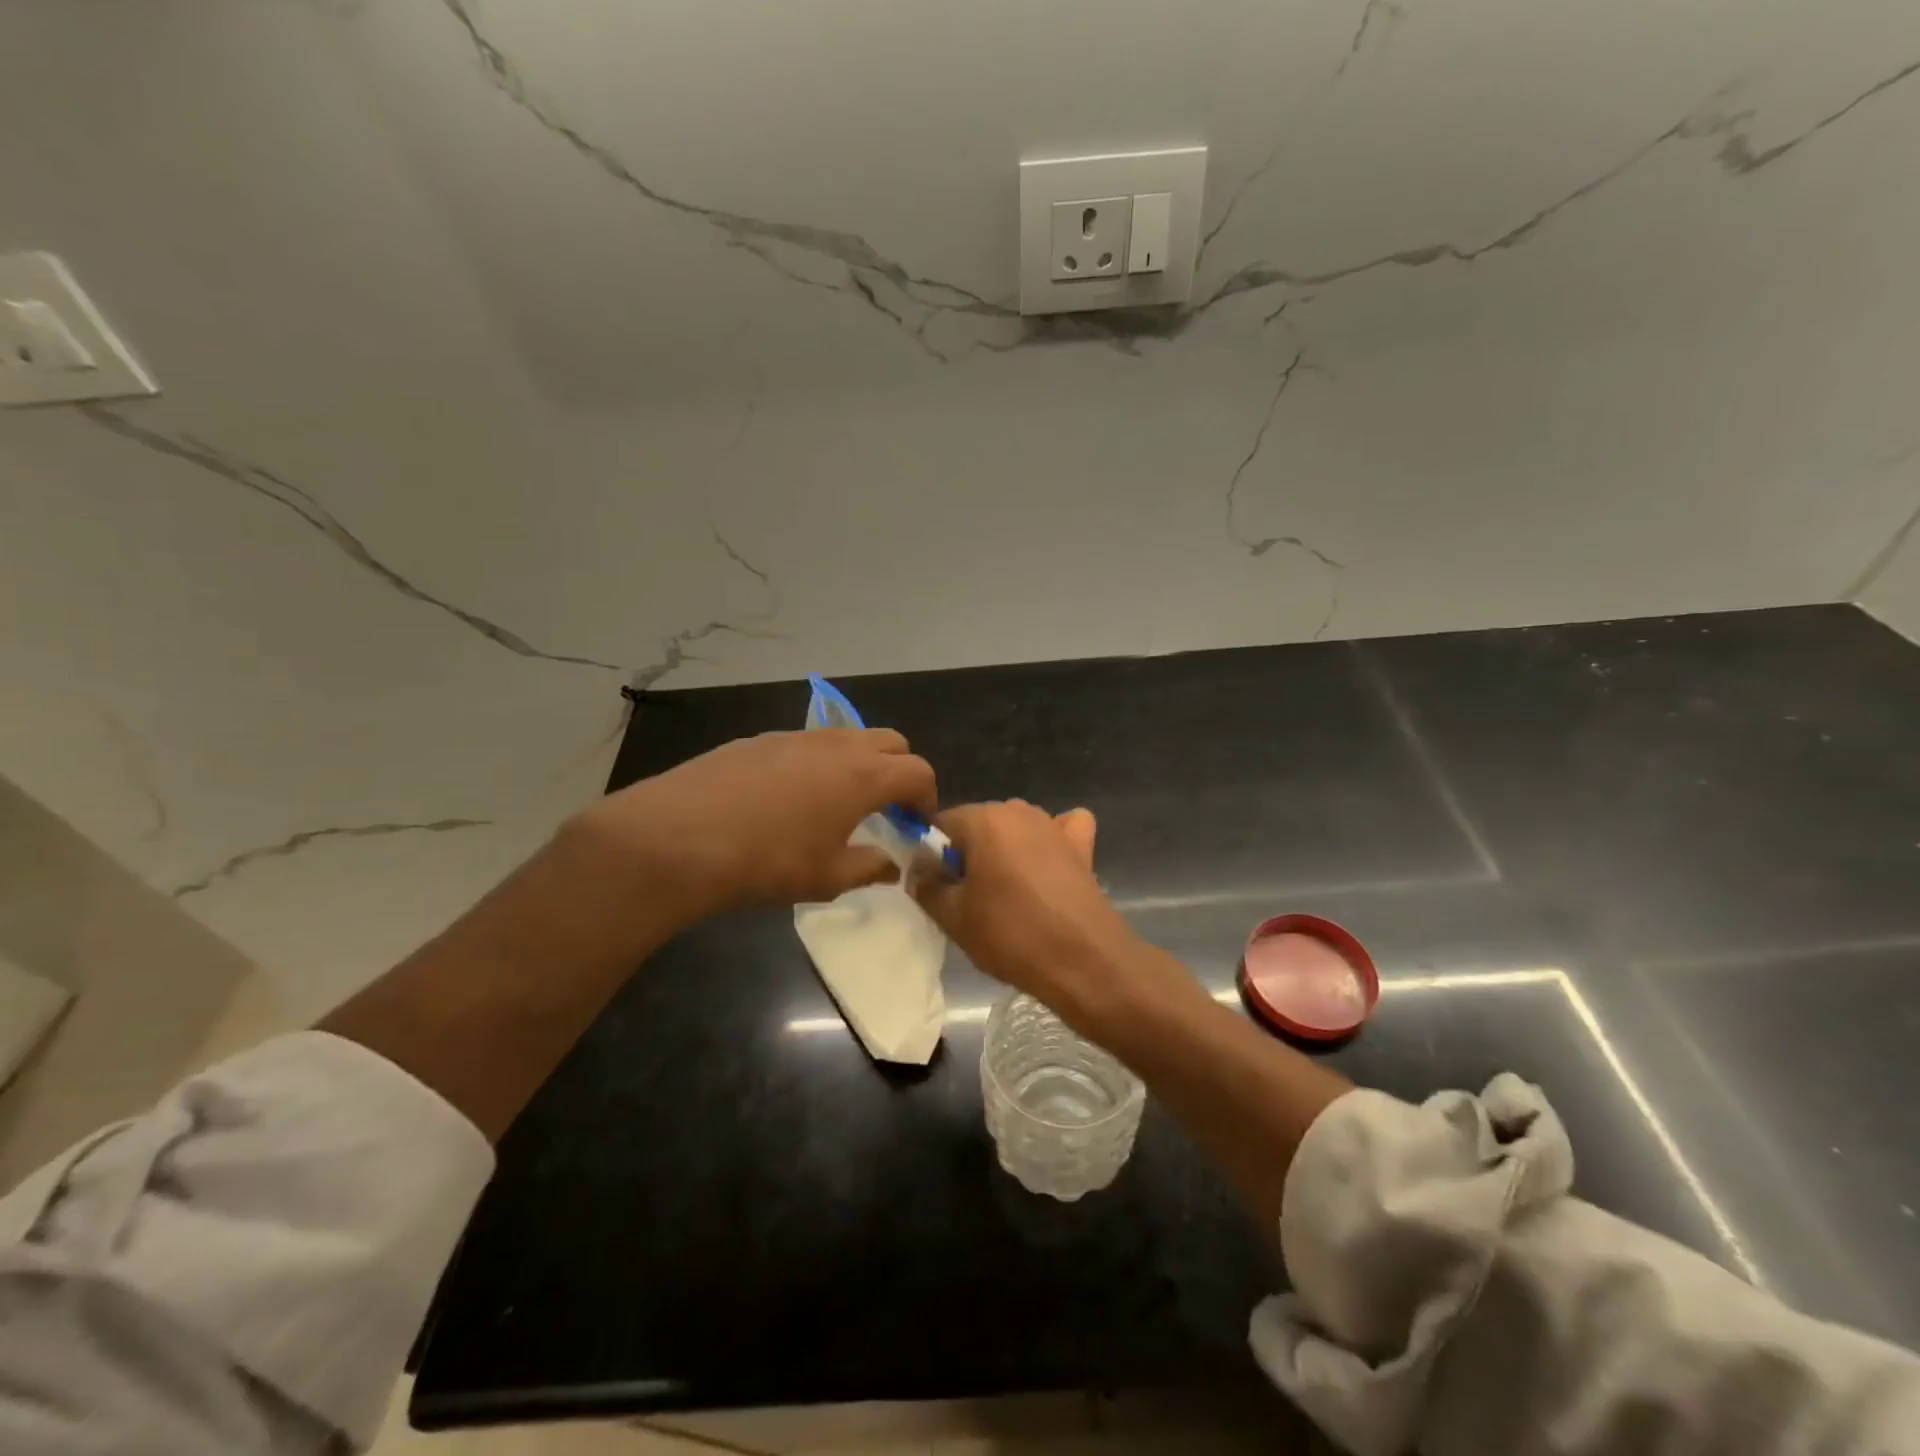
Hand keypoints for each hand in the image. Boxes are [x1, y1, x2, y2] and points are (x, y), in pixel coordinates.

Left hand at [570, 728, 935, 922]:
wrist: (678, 838)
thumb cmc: (768, 862)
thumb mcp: (827, 878)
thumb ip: (869, 867)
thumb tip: (891, 865)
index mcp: (864, 775)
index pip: (918, 772)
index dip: (926, 797)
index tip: (916, 823)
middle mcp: (836, 744)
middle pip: (890, 741)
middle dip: (899, 771)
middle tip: (885, 808)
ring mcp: (794, 736)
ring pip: (846, 737)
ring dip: (857, 763)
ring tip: (836, 803)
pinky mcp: (757, 739)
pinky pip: (805, 744)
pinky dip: (816, 763)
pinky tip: (786, 799)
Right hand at [911, 800, 1162, 1031]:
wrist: (1084, 960)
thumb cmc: (1011, 935)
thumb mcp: (954, 918)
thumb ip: (927, 886)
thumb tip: (919, 870)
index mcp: (983, 820)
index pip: (941, 823)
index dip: (931, 854)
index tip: (934, 886)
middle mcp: (1018, 810)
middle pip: (978, 825)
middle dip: (968, 853)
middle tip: (967, 898)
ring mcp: (1053, 825)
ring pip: (1014, 829)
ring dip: (1004, 851)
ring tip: (1006, 894)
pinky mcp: (1081, 845)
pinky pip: (1060, 830)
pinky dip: (1051, 842)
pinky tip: (1047, 867)